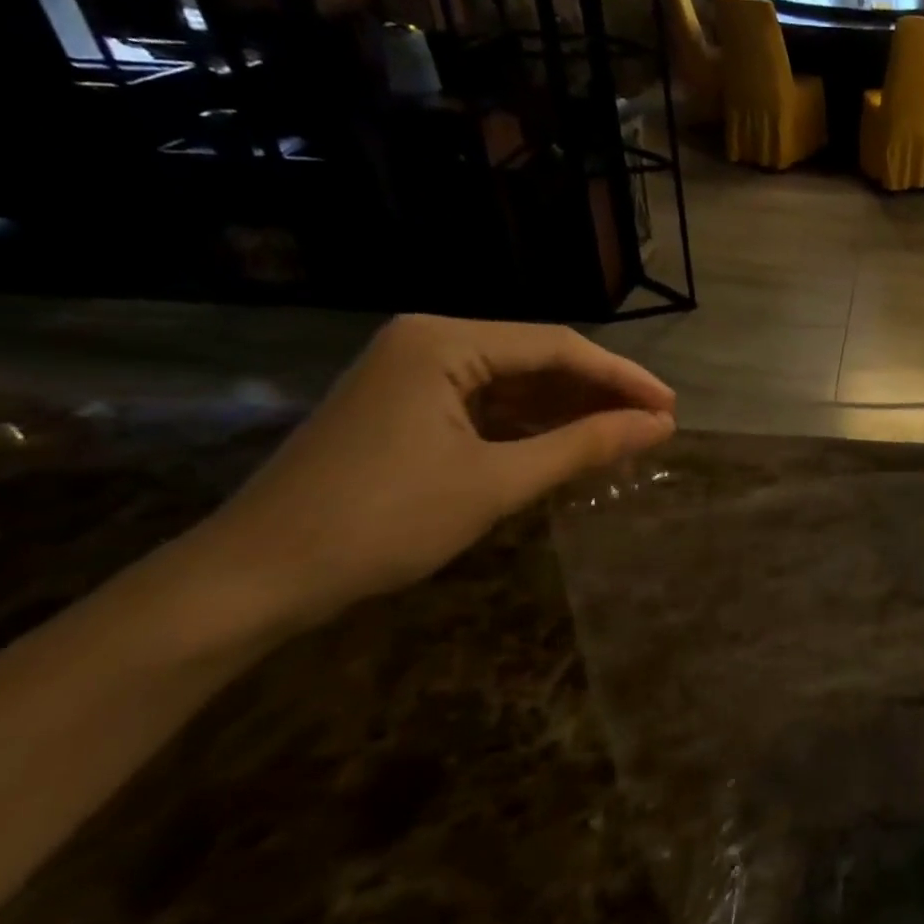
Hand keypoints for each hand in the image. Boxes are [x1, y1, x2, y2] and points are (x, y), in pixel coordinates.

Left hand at [198, 315, 674, 622]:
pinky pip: (486, 407)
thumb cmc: (381, 522)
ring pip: (514, 385)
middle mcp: (428, 342)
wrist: (253, 580)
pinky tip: (568, 448)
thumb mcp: (496, 483)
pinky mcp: (405, 409)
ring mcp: (412, 375)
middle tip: (654, 427)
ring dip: (568, 412)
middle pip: (537, 360)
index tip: (670, 409)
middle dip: (598, 394)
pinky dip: (530, 428)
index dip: (622, 377)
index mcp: (443, 342)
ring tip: (624, 439)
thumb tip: (661, 426)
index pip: (557, 347)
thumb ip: (584, 446)